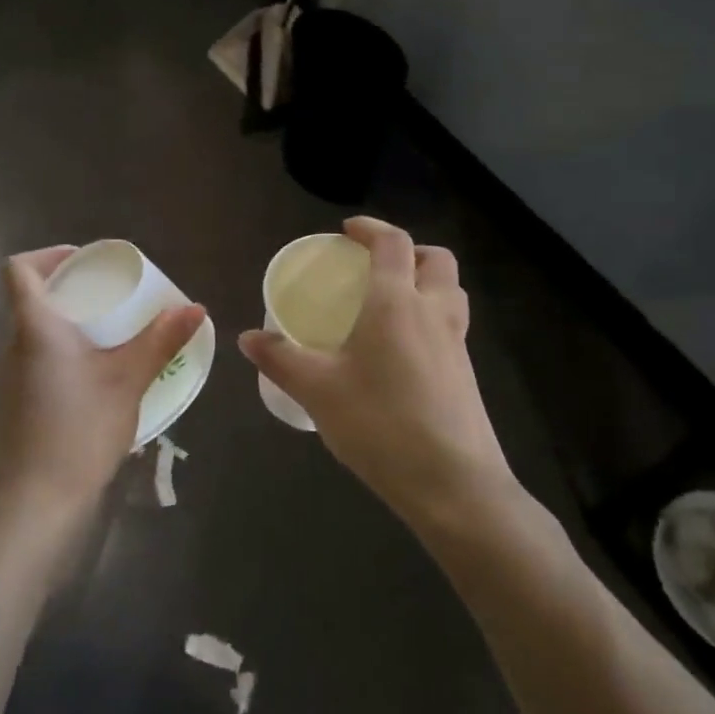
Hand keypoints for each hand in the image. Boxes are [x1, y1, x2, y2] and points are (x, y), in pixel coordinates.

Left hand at [0, 246, 206, 517]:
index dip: (47, 256)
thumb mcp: (128, 381)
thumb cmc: (79, 430)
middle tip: (113, 299)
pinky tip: (96, 381)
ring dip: (70, 328)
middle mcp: (12, 346)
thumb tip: (196, 307)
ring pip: (36, 336)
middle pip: (32, 301)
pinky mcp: (14, 407)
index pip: (18, 270)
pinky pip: (38, 364)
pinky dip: (64, 358)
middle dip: (71, 293)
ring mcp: (7, 379)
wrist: (34, 502)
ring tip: (112, 338)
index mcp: (35, 327)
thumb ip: (160, 341)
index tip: (84, 262)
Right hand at [239, 218, 514, 527]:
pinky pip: (451, 326)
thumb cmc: (380, 424)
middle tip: (376, 266)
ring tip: (390, 304)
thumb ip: (281, 359)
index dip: (371, 229)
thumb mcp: (318, 391)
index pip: (392, 243)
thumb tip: (247, 337)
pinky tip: (401, 353)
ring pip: (450, 292)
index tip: (347, 231)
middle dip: (409, 251)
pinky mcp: (466, 374)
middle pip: (435, 260)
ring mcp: (457, 344)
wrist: (453, 485)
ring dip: (425, 282)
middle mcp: (433, 312)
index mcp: (397, 303)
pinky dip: (430, 318)